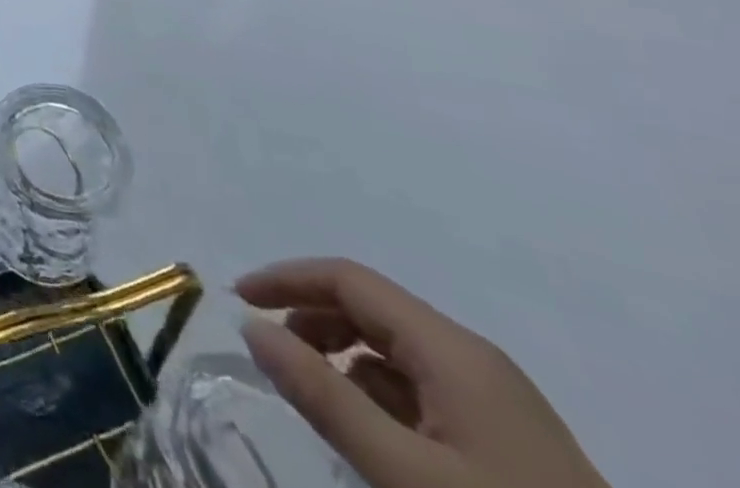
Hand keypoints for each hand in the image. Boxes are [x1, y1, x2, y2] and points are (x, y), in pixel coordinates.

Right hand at [235, 258, 609, 487]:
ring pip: (395, 350)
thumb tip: (250, 327)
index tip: (238, 301)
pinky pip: (422, 389)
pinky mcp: (509, 442)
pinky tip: (369, 434)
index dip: (286, 279)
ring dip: (341, 357)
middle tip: (271, 356)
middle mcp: (473, 359)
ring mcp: (497, 402)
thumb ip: (323, 396)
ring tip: (314, 398)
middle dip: (310, 318)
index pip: (348, 278)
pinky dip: (377, 393)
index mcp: (452, 348)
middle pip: (370, 308)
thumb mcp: (404, 472)